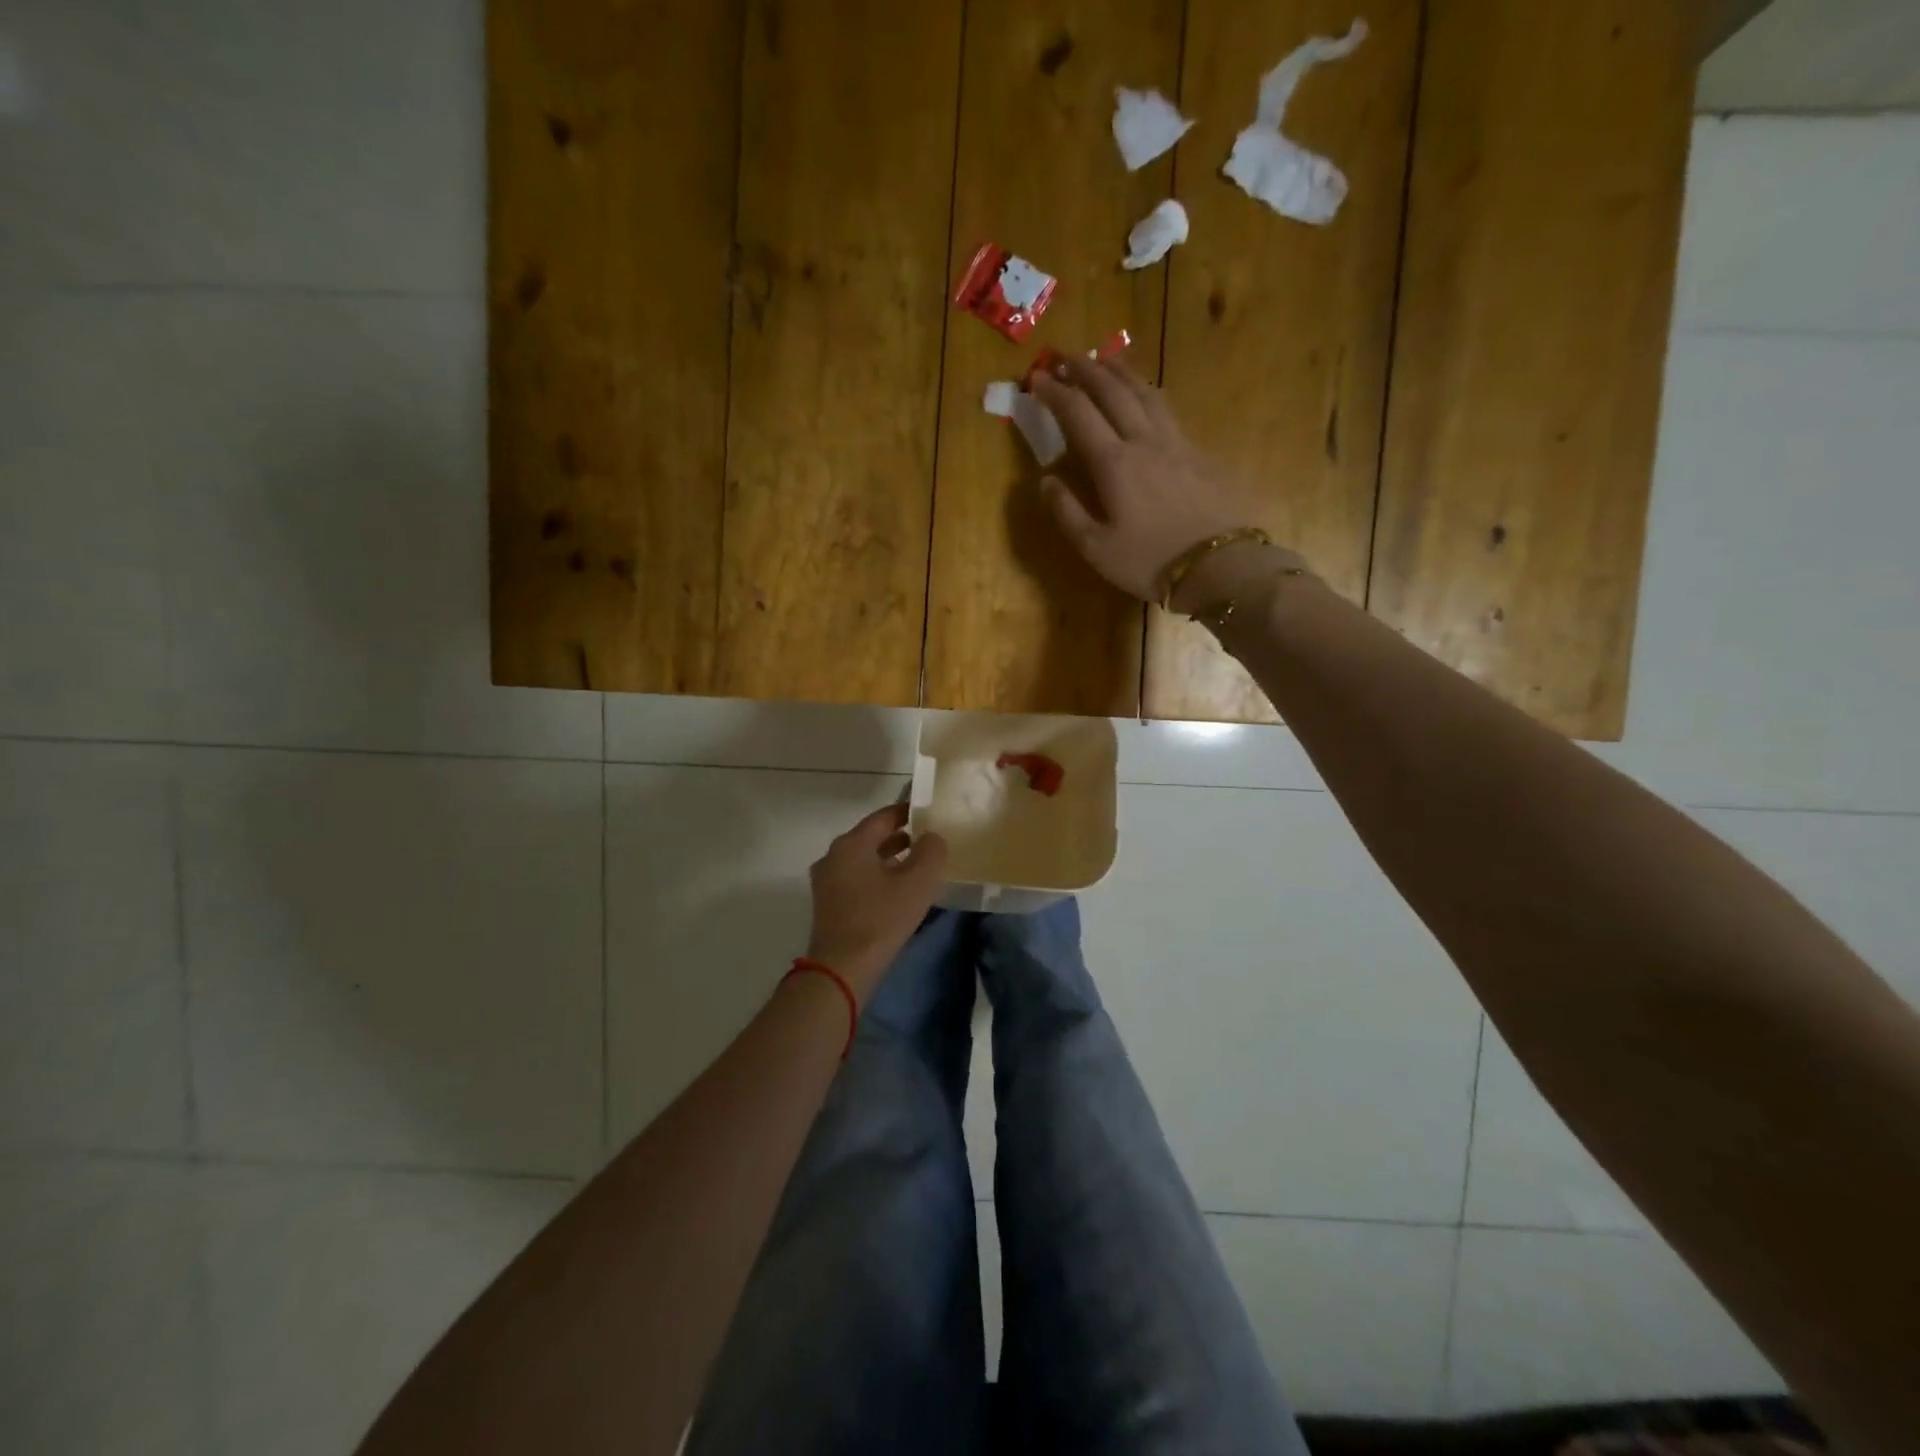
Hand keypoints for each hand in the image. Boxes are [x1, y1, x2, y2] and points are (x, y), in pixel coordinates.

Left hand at [804, 804, 948, 1003]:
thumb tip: (932, 837)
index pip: (883, 817)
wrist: (842, 969)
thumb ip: (931, 851)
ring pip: (863, 860)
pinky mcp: (828, 905)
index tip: (929, 812)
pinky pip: (856, 879)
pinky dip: (877, 877)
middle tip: (928, 840)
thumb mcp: (918, 882)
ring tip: (917, 866)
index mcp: (851, 844)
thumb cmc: (881, 919)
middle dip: (900, 837)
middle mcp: (833, 856)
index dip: (908, 812)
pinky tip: (897, 891)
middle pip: (871, 837)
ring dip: (889, 859)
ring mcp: (826, 882)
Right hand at [1029, 356, 1302, 609]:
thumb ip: (1066, 512)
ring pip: (1145, 392)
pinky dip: (1146, 393)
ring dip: (1120, 371)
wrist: (1220, 566)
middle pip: (1113, 391)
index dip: (1054, 392)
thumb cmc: (1150, 562)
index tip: (1035, 378)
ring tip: (1104, 360)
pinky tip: (1144, 396)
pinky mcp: (1199, 453)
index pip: (1078, 413)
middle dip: (1084, 369)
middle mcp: (1144, 441)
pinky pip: (1167, 410)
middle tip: (1064, 357)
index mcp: (1114, 463)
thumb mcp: (1096, 548)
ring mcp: (1177, 443)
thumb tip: (1045, 480)